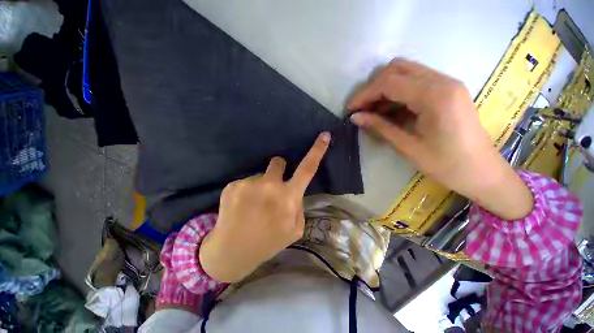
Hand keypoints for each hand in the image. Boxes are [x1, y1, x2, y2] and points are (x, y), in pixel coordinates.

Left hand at [199, 132, 330, 282]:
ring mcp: (248, 184)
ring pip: (261, 174)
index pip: (307, 169)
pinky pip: (246, 181)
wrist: (231, 252)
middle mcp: (269, 186)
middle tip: (272, 187)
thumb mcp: (295, 229)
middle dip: (279, 169)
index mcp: (288, 199)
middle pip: (278, 161)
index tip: (324, 135)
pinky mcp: (232, 186)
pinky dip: (246, 191)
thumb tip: (294, 190)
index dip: (317, 150)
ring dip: (261, 184)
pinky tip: (242, 207)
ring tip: (254, 204)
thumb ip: (298, 205)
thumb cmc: (268, 242)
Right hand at [348, 58, 532, 219]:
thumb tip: (355, 117)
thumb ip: (380, 127)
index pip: (389, 83)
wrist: (482, 172)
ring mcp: (447, 83)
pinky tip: (388, 111)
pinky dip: (396, 93)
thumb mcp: (407, 147)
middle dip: (373, 87)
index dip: (364, 94)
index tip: (350, 109)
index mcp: (435, 96)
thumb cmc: (446, 165)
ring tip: (371, 111)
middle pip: (397, 68)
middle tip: (361, 109)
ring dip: (383, 88)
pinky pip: (415, 82)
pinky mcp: (447, 89)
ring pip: (405, 72)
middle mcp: (442, 81)